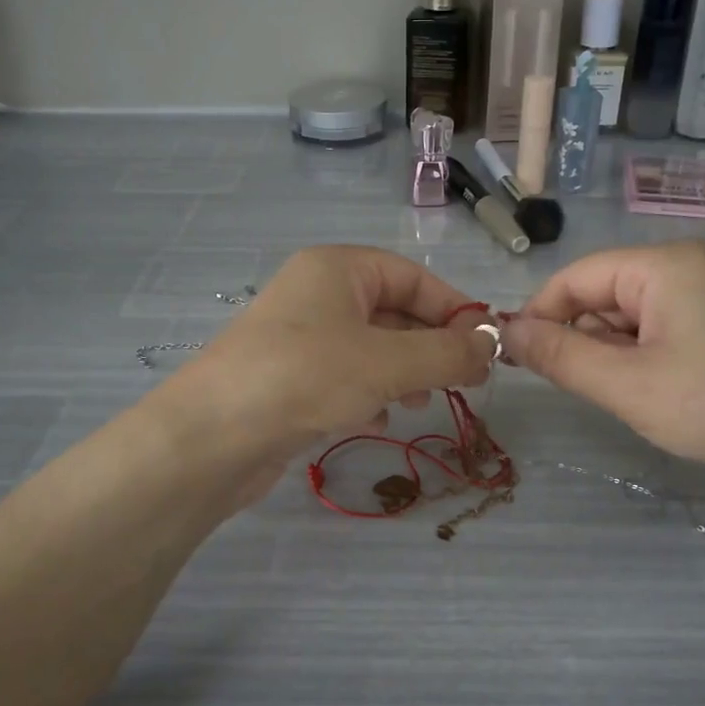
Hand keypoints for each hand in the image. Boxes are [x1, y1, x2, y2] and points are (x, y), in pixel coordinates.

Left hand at [161, 246, 499, 470]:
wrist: (211, 437)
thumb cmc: (307, 378)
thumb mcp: (388, 363)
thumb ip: (446, 352)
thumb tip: (492, 344)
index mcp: (337, 268)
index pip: (412, 276)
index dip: (454, 308)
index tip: (486, 346)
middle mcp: (316, 295)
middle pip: (392, 312)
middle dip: (430, 346)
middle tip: (464, 382)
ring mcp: (298, 338)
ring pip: (370, 348)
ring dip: (403, 373)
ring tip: (422, 403)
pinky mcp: (287, 379)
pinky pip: (343, 377)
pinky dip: (367, 395)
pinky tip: (377, 422)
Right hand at [500, 241, 704, 479]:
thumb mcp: (626, 385)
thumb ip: (559, 356)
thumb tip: (504, 330)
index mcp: (661, 265)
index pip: (574, 277)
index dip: (538, 315)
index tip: (514, 358)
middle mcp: (684, 267)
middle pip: (601, 294)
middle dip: (577, 338)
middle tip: (570, 387)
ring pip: (628, 316)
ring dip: (608, 353)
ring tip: (617, 395)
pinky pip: (657, 330)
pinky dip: (638, 358)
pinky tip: (648, 392)